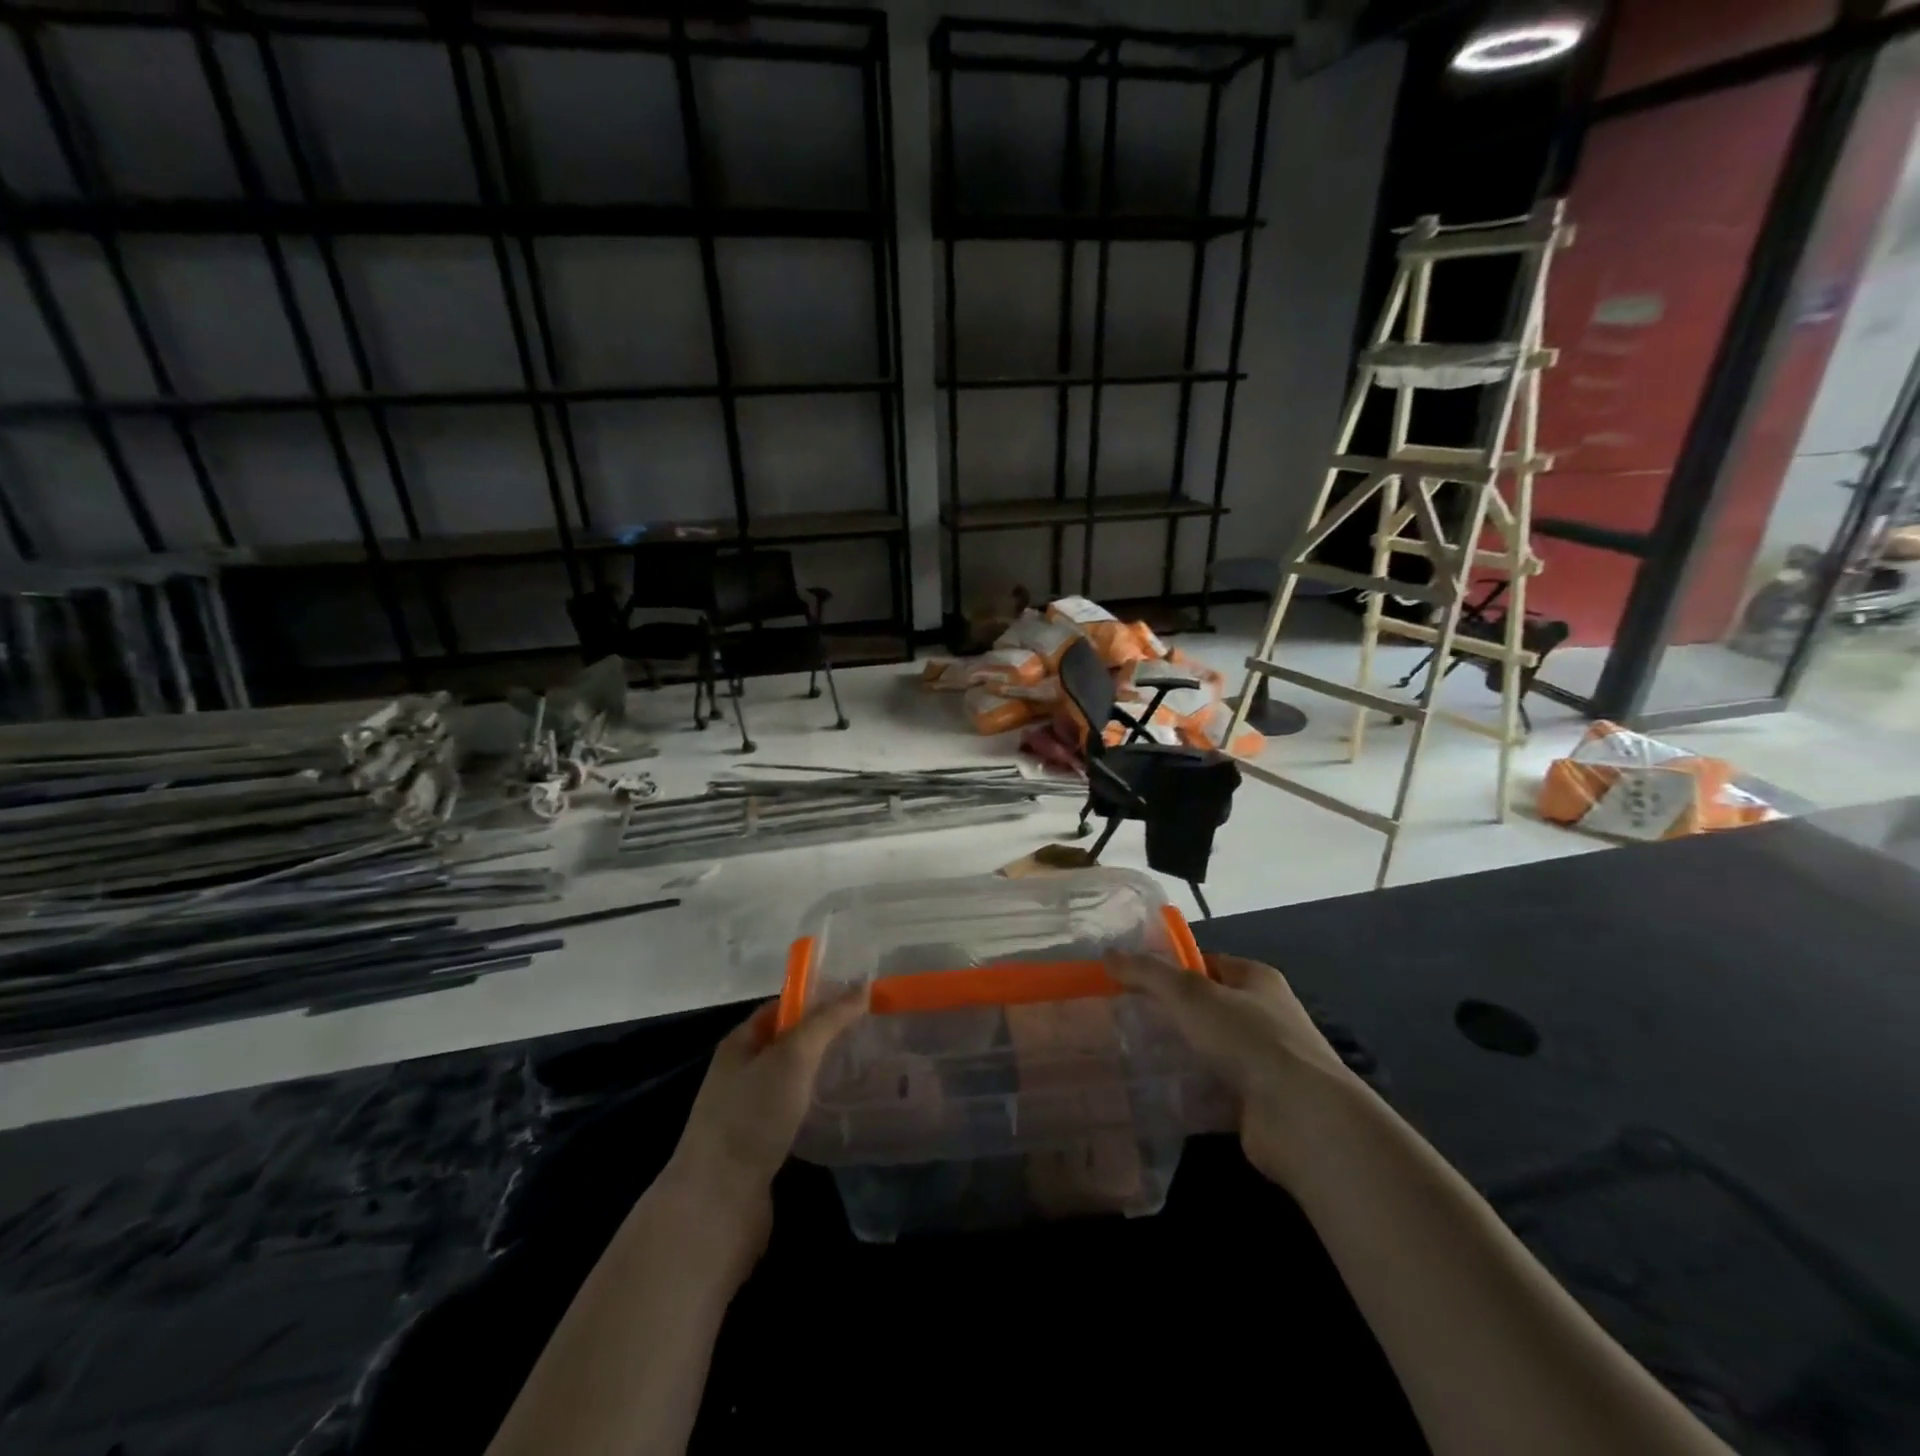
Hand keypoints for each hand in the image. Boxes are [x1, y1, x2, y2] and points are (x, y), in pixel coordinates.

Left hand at [658, 992, 864, 1244]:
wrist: (717, 1204)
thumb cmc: (752, 1117)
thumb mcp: (793, 1057)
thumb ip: (827, 1021)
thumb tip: (862, 986)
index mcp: (740, 1043)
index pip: (782, 1006)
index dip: (818, 998)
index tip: (858, 999)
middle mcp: (741, 1072)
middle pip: (788, 1042)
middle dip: (825, 1035)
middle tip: (869, 1031)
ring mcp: (748, 1111)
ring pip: (792, 1079)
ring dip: (822, 1071)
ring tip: (863, 1067)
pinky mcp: (760, 1146)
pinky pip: (794, 1111)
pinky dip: (816, 1104)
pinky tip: (840, 1108)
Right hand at [1107, 949, 1362, 1189]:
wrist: (1301, 1119)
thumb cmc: (1248, 1040)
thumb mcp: (1189, 994)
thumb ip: (1147, 973)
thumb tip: (1108, 954)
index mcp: (1257, 980)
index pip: (1208, 963)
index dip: (1172, 967)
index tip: (1133, 979)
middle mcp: (1265, 1016)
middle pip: (1207, 1007)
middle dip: (1170, 1013)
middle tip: (1126, 1018)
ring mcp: (1265, 1062)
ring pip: (1210, 1049)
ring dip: (1179, 1054)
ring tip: (1133, 1056)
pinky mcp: (1258, 1103)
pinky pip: (1214, 1089)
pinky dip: (1190, 1091)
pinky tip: (1157, 1094)